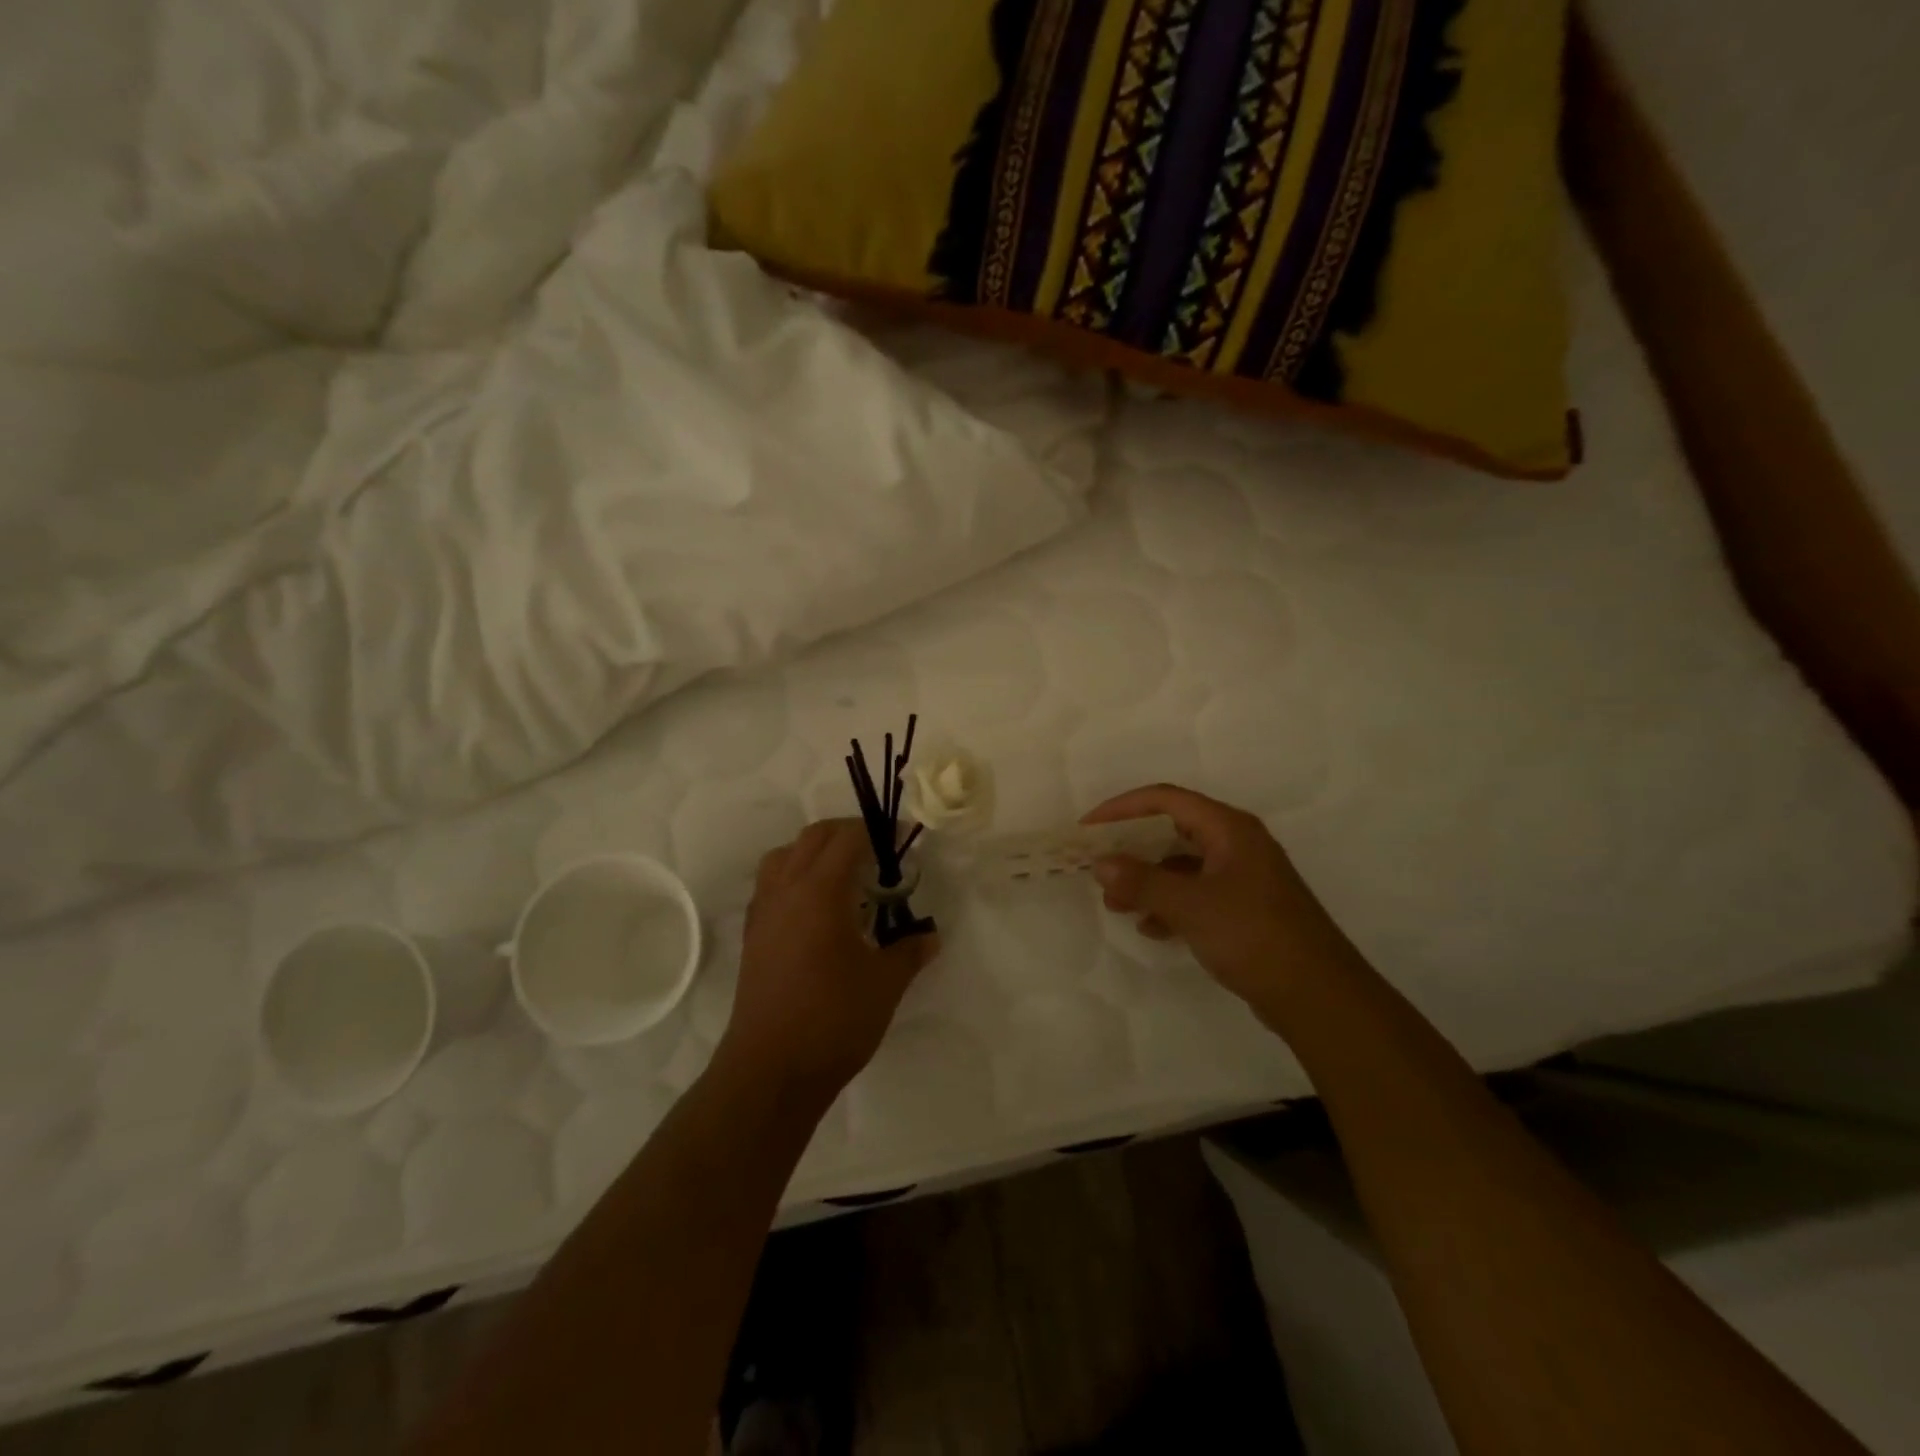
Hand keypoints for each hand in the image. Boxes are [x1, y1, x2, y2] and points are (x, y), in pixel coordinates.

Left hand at [718, 820, 938, 1105]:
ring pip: (784, 855)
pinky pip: (771, 884)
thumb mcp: (885, 983)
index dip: (877, 831)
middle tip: (878, 853)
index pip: (848, 838)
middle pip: (813, 837)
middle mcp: (786, 889)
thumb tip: (930, 937)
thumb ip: (910, 951)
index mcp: (820, 891)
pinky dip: (795, 877)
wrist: (771, 1069)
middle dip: (847, 834)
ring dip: (814, 852)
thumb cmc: (834, 1019)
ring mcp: (763, 911)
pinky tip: (817, 909)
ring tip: (843, 876)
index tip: (902, 840)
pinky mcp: (752, 935)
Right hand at [1084, 785, 1354, 1011]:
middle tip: (1100, 869)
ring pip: (1183, 866)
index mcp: (1229, 829)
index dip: (1122, 807)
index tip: (1089, 828)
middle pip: (1173, 831)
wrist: (1317, 996)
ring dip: (1148, 881)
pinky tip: (1151, 929)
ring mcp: (1244, 877)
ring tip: (1117, 905)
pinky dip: (1170, 905)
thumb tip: (1101, 862)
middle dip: (1133, 849)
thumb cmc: (1253, 935)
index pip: (1166, 799)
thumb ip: (1142, 881)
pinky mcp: (1246, 909)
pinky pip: (1197, 894)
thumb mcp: (1190, 905)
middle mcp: (1237, 844)